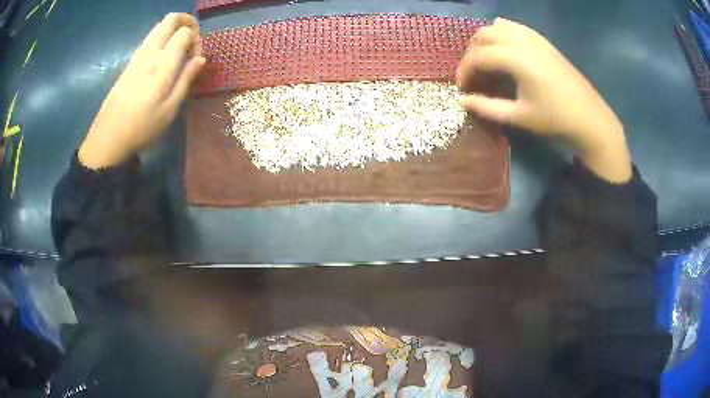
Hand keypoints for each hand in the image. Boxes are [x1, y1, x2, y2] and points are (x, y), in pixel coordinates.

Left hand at [78, 13, 205, 168]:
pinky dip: (161, 38)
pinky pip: (149, 39)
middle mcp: (149, 53)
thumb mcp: (169, 110)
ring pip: (158, 27)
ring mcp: (137, 56)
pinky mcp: (129, 63)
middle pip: (170, 19)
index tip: (196, 58)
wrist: (108, 138)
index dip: (196, 39)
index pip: (184, 32)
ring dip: (173, 29)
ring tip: (178, 49)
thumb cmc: (141, 128)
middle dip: (186, 22)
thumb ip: (186, 79)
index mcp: (162, 65)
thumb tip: (201, 58)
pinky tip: (163, 58)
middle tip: (192, 39)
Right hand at [457, 18, 631, 182]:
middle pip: (484, 35)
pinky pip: (515, 27)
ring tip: (484, 59)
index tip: (461, 87)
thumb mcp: (519, 116)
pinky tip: (502, 44)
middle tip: (471, 73)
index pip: (478, 56)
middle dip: (471, 52)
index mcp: (516, 59)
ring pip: (498, 27)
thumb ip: (488, 107)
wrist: (589, 117)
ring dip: (484, 40)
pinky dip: (502, 31)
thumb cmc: (555, 118)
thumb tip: (462, 101)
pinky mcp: (543, 41)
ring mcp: (534, 38)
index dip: (464, 70)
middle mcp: (522, 41)